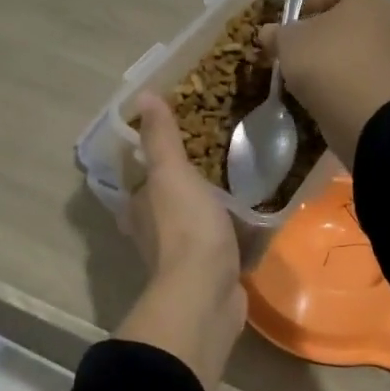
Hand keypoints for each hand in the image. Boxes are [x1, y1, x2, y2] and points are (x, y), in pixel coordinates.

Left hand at [116, 93, 246, 390]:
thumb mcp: (172, 173)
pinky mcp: (209, 274)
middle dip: (182, 184)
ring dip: (207, 208)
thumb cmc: (185, 227)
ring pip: (192, 223)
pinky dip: (230, 233)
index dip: (153, 159)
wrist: (206, 295)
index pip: (140, 178)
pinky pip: (219, 244)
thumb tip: (142, 95)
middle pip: (165, 201)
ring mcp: (181, 257)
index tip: (179, 140)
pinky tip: (251, 219)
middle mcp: (152, 232)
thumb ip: (160, 138)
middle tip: (215, 157)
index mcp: (138, 207)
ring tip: (236, 183)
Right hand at [259, 0, 389, 167]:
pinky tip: (329, 89)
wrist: (366, 114)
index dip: (311, 1)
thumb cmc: (326, 62)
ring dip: (340, 53)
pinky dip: (351, 75)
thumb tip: (268, 32)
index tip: (291, 20)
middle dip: (326, 28)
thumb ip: (277, 32)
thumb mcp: (288, 42)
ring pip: (362, 44)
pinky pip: (369, 69)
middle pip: (352, 17)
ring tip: (312, 71)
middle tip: (301, 44)